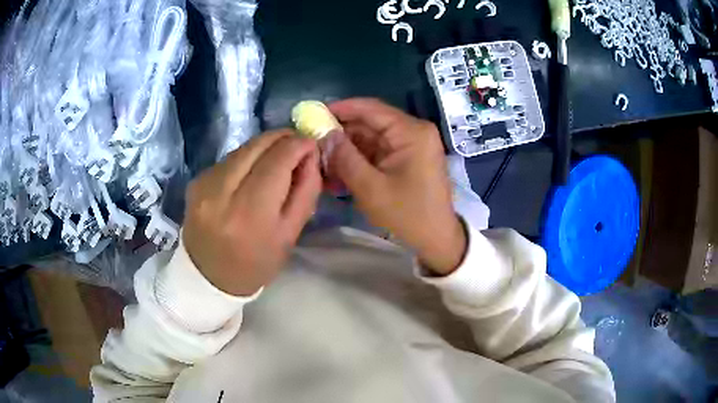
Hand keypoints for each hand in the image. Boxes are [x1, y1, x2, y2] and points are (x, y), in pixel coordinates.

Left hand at [183, 131, 320, 295]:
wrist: (208, 277)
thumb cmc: (255, 263)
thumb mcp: (290, 235)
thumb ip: (305, 190)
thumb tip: (310, 154)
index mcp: (250, 214)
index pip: (278, 160)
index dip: (299, 145)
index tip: (311, 144)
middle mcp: (221, 192)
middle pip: (258, 145)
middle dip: (283, 138)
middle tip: (297, 146)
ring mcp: (204, 184)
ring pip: (243, 147)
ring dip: (265, 147)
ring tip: (277, 160)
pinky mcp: (196, 180)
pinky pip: (229, 158)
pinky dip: (247, 158)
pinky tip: (252, 173)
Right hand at [327, 98, 466, 275]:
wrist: (436, 238)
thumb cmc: (407, 214)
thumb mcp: (370, 188)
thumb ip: (345, 158)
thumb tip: (324, 134)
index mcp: (411, 132)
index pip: (371, 108)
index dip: (341, 109)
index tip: (315, 114)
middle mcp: (413, 131)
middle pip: (370, 123)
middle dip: (341, 133)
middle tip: (313, 142)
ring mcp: (411, 144)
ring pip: (372, 138)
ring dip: (348, 148)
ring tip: (322, 160)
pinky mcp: (407, 157)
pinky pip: (379, 151)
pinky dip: (360, 159)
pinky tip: (339, 170)